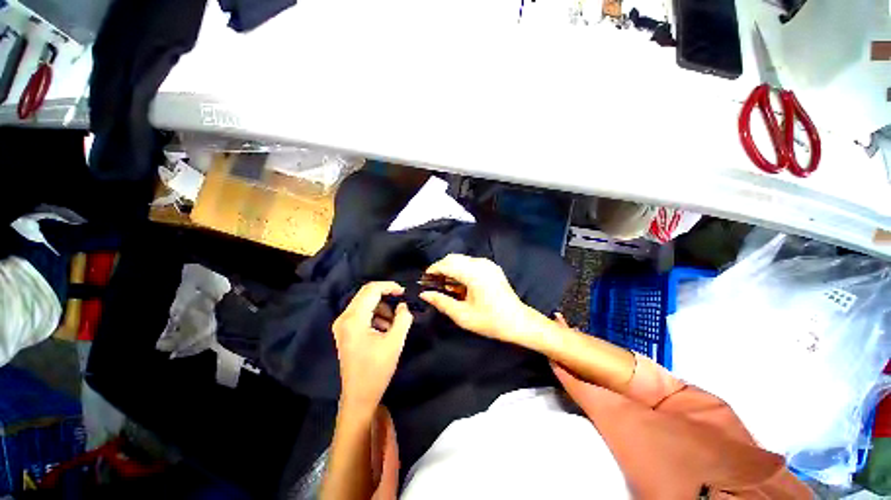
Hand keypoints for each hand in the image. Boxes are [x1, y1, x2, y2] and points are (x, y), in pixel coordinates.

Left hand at [333, 282, 412, 411]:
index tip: (404, 292)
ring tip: (395, 321)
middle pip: (366, 294)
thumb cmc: (377, 369)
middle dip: (386, 295)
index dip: (389, 286)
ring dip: (381, 307)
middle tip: (401, 302)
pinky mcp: (345, 331)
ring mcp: (342, 325)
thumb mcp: (395, 341)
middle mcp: (344, 318)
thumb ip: (403, 318)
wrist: (359, 396)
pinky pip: (362, 313)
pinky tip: (385, 327)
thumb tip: (403, 306)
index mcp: (354, 319)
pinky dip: (375, 315)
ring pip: (364, 303)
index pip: (371, 290)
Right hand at [419, 254, 539, 343]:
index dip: (433, 270)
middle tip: (434, 284)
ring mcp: (488, 264)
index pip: (447, 264)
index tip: (424, 280)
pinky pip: (471, 264)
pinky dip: (462, 270)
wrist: (518, 322)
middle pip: (454, 258)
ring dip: (451, 269)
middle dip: (441, 268)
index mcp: (473, 273)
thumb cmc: (490, 321)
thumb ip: (441, 302)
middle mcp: (480, 263)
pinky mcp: (492, 268)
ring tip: (446, 286)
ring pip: (462, 260)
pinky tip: (460, 285)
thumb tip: (424, 294)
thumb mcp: (462, 315)